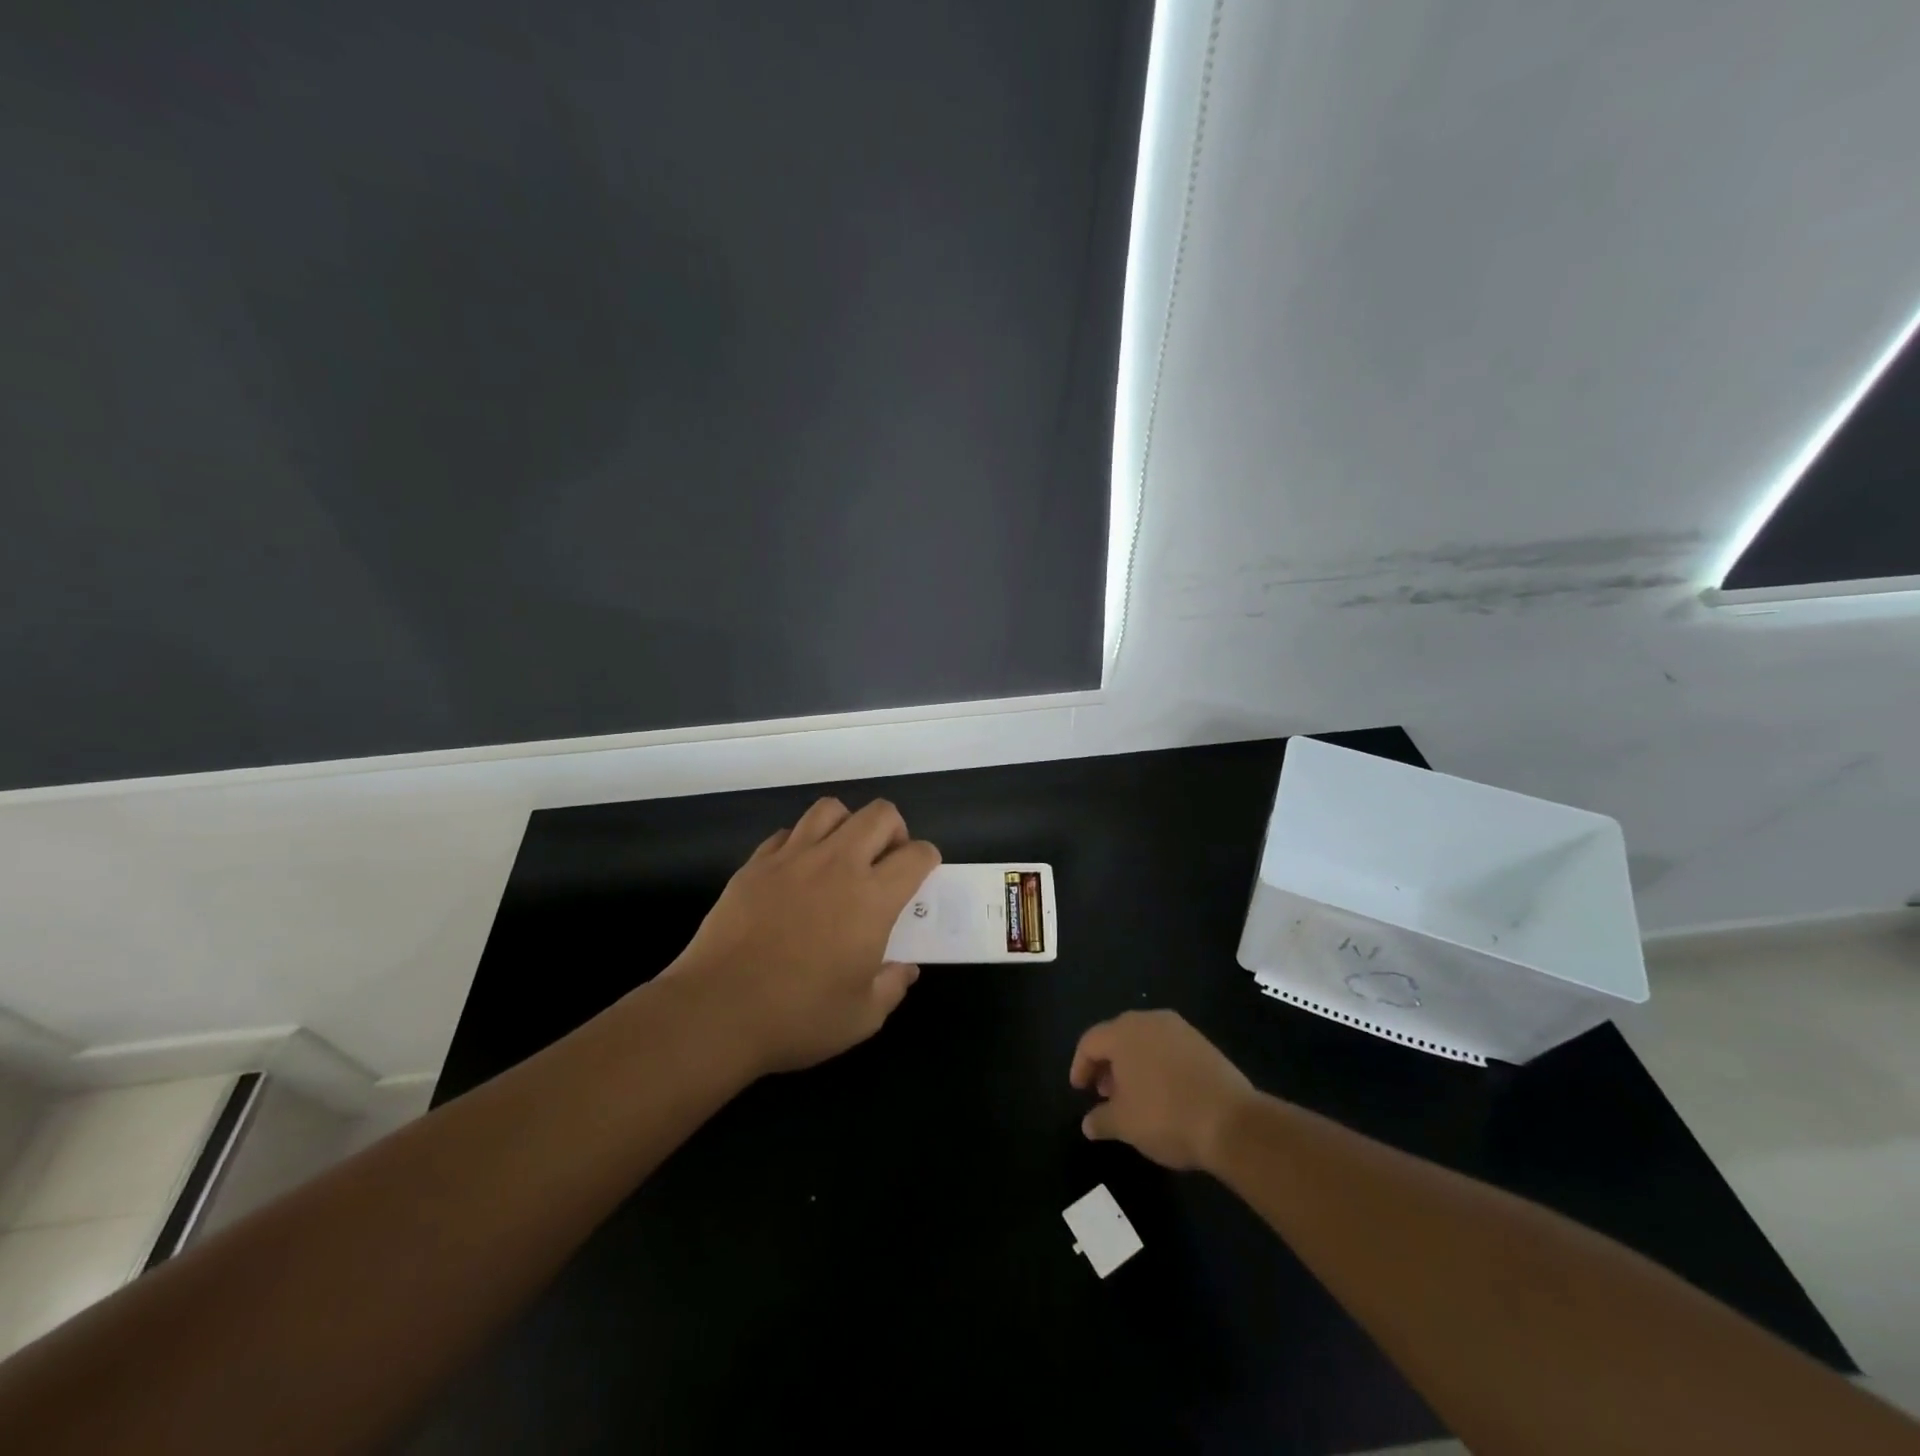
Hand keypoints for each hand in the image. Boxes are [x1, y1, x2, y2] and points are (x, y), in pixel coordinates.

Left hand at [665, 797, 939, 1076]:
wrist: (716, 1012)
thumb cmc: (797, 1017)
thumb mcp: (862, 1017)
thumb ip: (892, 986)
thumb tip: (904, 968)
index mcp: (872, 898)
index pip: (916, 854)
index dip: (928, 859)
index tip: (921, 877)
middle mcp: (837, 865)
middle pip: (879, 815)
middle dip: (895, 830)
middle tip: (886, 863)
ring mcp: (792, 859)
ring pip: (831, 810)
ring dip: (847, 826)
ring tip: (842, 858)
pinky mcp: (755, 864)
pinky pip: (787, 833)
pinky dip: (802, 843)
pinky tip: (798, 874)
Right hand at [1069, 1010, 1256, 1171]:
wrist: (1231, 1121)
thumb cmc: (1166, 1117)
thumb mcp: (1125, 1125)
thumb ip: (1101, 1120)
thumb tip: (1088, 1124)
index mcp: (1123, 1033)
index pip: (1090, 1042)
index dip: (1080, 1066)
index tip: (1079, 1091)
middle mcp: (1148, 1020)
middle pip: (1117, 1036)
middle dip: (1107, 1064)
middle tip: (1104, 1093)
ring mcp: (1179, 1029)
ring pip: (1144, 1040)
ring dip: (1132, 1064)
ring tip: (1134, 1096)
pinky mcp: (1202, 1042)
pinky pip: (1168, 1047)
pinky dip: (1157, 1064)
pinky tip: (1163, 1092)